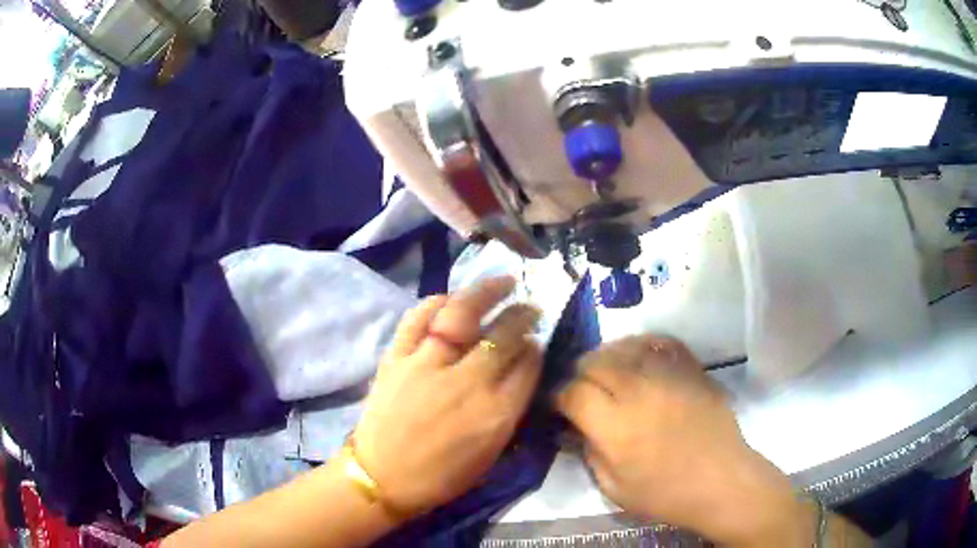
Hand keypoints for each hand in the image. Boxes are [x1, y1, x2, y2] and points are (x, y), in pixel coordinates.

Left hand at [352, 277, 542, 517]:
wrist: (382, 478)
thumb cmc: (442, 475)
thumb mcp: (491, 454)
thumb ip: (510, 409)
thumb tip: (522, 368)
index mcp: (495, 413)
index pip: (528, 365)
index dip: (535, 348)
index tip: (536, 341)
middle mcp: (466, 383)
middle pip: (503, 336)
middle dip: (523, 316)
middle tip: (531, 308)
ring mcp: (427, 366)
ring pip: (464, 315)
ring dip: (488, 292)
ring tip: (504, 282)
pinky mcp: (396, 358)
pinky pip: (417, 319)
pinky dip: (436, 302)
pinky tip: (451, 298)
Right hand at [556, 335, 812, 546]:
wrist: (722, 481)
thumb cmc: (666, 494)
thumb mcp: (614, 489)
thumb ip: (588, 454)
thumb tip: (576, 427)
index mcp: (616, 427)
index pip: (573, 393)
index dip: (560, 398)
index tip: (561, 407)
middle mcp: (639, 392)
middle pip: (595, 362)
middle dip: (581, 374)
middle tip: (584, 391)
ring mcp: (669, 375)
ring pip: (624, 346)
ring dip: (608, 357)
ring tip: (609, 373)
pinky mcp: (691, 369)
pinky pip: (660, 341)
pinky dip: (642, 345)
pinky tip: (640, 358)